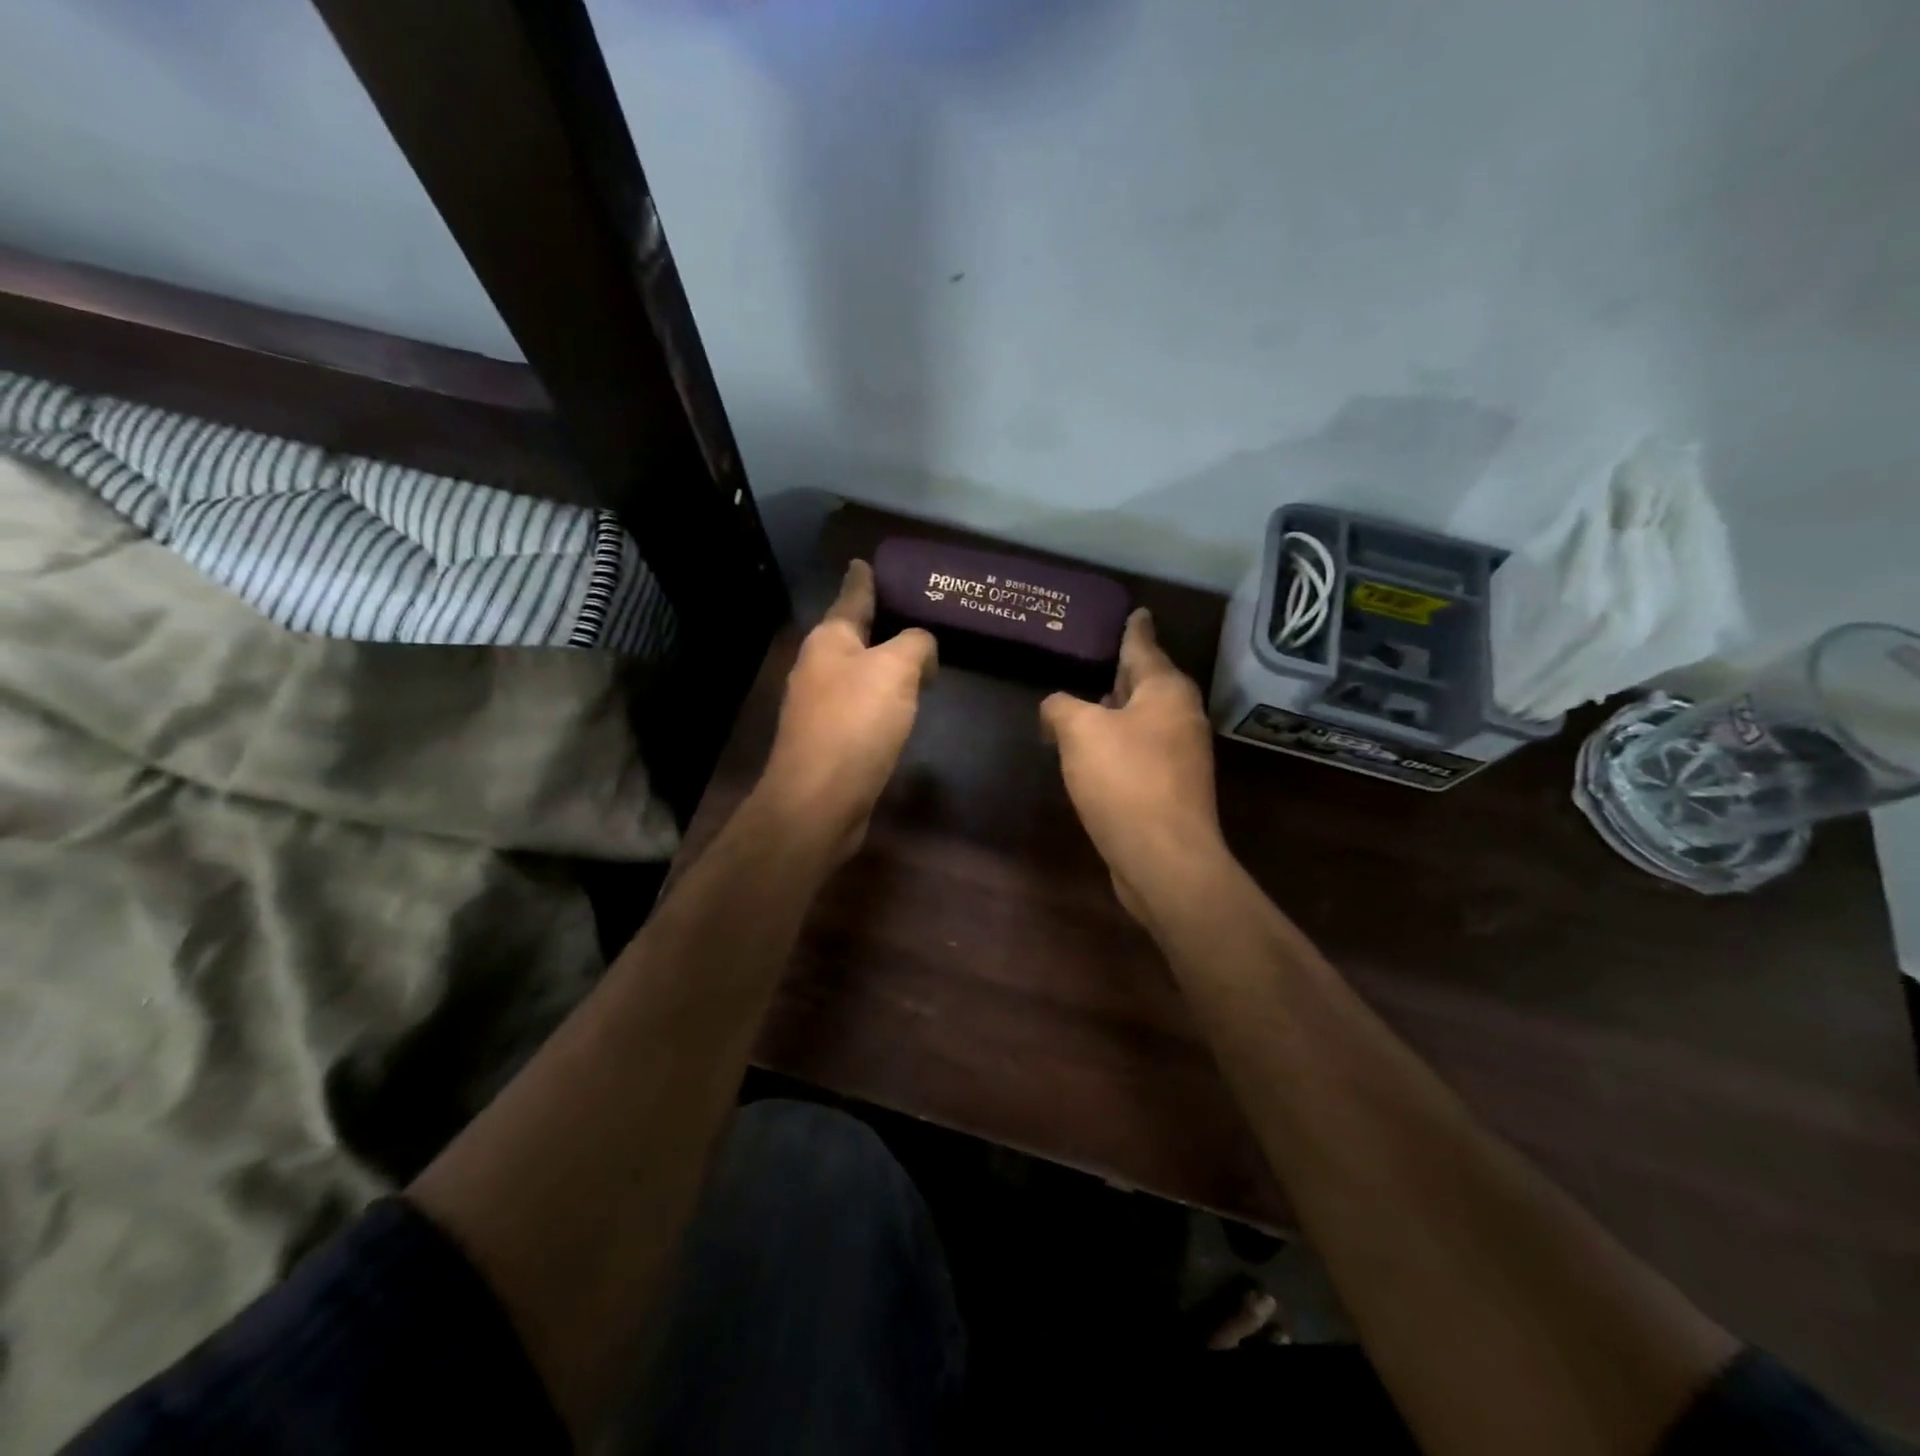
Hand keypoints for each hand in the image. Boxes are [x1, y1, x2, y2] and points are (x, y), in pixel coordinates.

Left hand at [758, 560, 937, 863]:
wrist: (818, 800)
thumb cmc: (856, 724)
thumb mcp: (895, 669)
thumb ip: (915, 644)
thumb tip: (921, 648)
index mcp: (829, 640)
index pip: (852, 597)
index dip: (863, 578)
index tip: (864, 560)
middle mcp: (818, 667)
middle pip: (854, 635)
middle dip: (880, 624)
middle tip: (915, 613)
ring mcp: (819, 705)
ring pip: (859, 672)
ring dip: (884, 665)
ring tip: (917, 659)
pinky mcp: (830, 739)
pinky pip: (862, 705)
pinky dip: (883, 699)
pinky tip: (902, 705)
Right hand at [1041, 609, 1224, 921]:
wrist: (1164, 858)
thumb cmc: (1125, 781)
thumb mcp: (1080, 732)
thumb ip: (1061, 707)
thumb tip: (1056, 708)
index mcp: (1166, 691)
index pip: (1144, 645)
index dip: (1134, 628)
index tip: (1138, 610)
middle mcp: (1180, 716)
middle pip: (1146, 682)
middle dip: (1122, 670)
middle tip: (1097, 653)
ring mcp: (1179, 754)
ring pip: (1142, 718)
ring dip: (1116, 710)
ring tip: (1085, 700)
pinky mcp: (1170, 787)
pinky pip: (1139, 750)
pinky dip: (1117, 743)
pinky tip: (1092, 751)